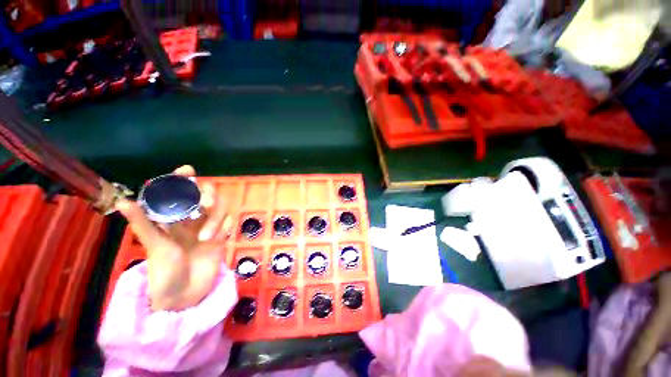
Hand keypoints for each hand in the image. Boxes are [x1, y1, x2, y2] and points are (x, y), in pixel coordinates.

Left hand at [116, 165, 231, 310]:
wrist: (186, 295)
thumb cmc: (164, 273)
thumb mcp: (155, 247)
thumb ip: (143, 223)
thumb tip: (121, 201)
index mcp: (171, 219)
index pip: (178, 192)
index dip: (182, 179)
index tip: (188, 171)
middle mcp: (190, 219)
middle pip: (205, 194)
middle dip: (207, 195)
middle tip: (206, 204)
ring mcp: (208, 226)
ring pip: (220, 207)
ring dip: (216, 218)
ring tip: (207, 236)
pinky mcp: (222, 234)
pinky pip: (229, 221)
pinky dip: (225, 226)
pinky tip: (219, 239)